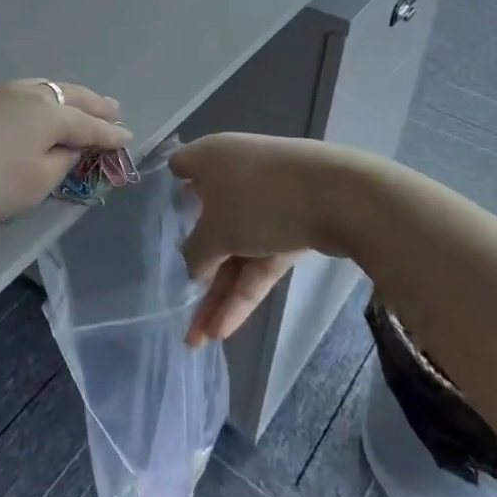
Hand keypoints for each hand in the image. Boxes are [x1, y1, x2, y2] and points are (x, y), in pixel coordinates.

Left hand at [0, 79, 131, 230]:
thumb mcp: (35, 183)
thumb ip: (60, 163)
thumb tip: (69, 147)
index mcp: (50, 114)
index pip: (89, 125)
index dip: (110, 134)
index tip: (128, 137)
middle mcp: (30, 95)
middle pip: (70, 96)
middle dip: (94, 104)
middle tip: (114, 108)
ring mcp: (2, 93)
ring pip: (47, 87)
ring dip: (69, 95)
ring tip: (83, 100)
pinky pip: (27, 90)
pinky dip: (46, 95)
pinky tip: (42, 102)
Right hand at [172, 133, 334, 345]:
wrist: (339, 196)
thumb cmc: (258, 199)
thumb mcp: (214, 230)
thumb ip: (195, 251)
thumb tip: (193, 265)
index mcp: (210, 158)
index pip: (180, 167)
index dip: (167, 192)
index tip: (157, 223)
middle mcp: (235, 175)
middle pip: (208, 220)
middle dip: (196, 264)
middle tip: (177, 302)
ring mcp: (267, 202)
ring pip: (236, 248)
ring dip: (219, 291)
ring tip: (199, 338)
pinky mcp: (294, 226)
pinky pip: (261, 260)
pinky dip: (245, 290)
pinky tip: (225, 329)